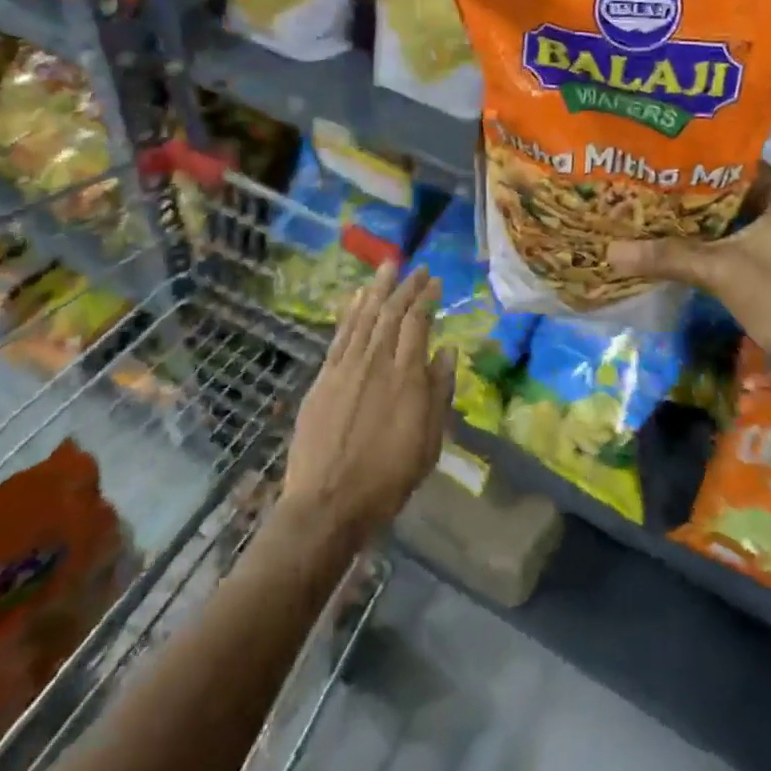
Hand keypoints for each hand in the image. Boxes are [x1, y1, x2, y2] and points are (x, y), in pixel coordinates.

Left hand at [282, 263, 451, 537]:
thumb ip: (439, 393)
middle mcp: (376, 363)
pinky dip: (349, 313)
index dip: (426, 298)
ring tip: (387, 267)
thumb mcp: (428, 442)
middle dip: (405, 287)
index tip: (434, 281)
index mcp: (406, 378)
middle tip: (416, 268)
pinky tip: (356, 298)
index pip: (417, 323)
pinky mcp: (323, 379)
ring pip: (364, 317)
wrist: (327, 503)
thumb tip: (447, 351)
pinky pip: (340, 336)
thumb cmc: (387, 479)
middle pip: (391, 313)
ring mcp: (346, 368)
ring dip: (377, 290)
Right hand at [607, 176, 770, 372]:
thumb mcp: (720, 271)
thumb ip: (668, 256)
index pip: (744, 167)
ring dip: (711, 223)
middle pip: (741, 195)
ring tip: (665, 213)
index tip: (668, 164)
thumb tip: (611, 251)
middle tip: (659, 189)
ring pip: (744, 222)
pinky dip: (723, 244)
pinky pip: (750, 243)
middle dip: (701, 196)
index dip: (705, 165)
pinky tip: (690, 246)